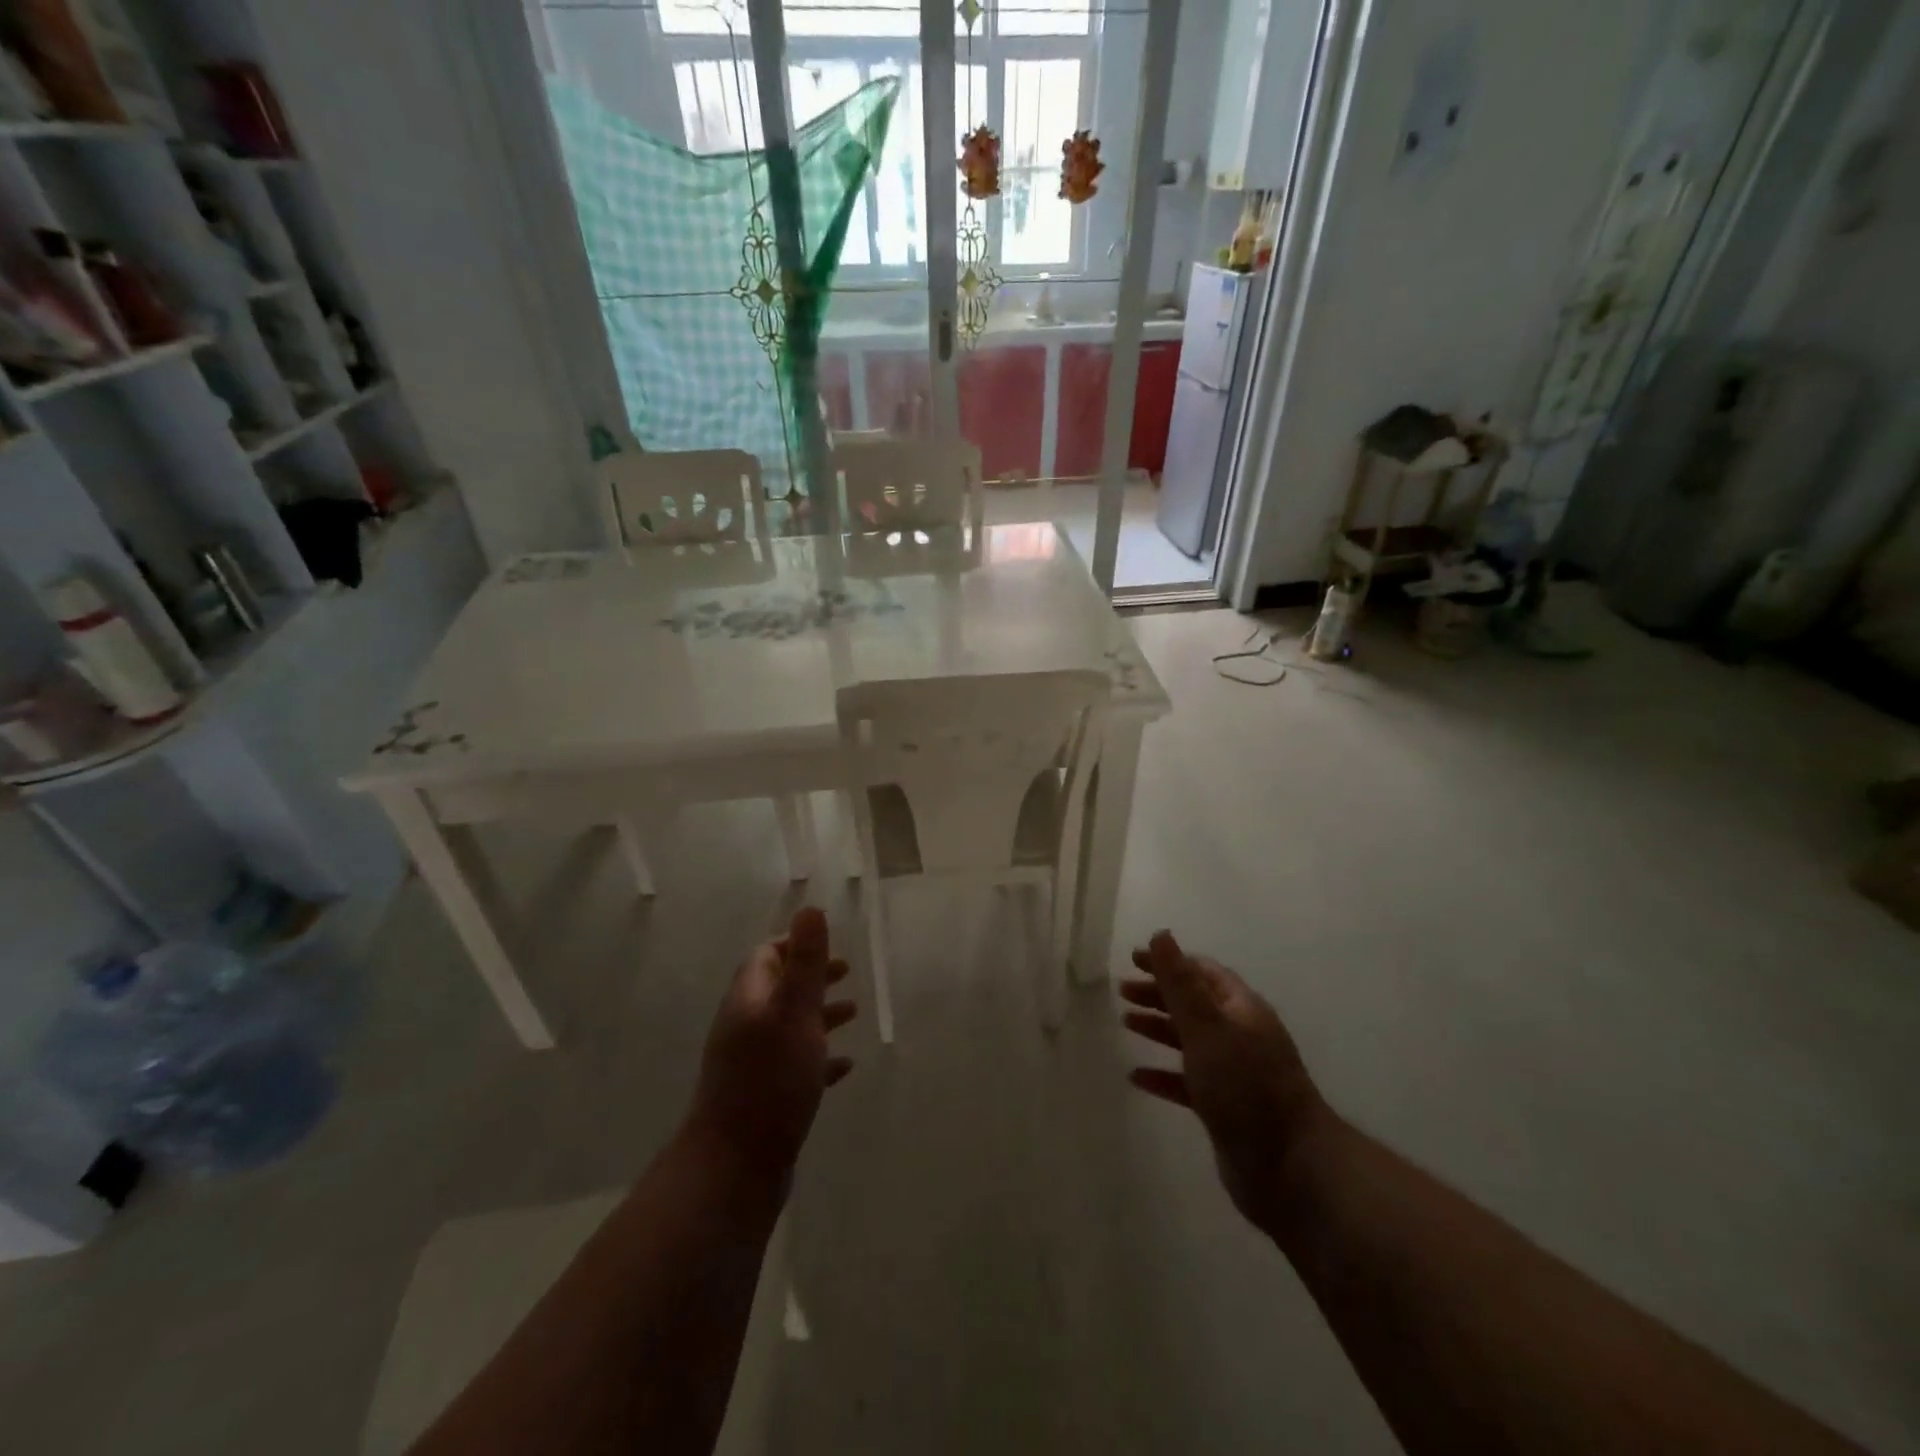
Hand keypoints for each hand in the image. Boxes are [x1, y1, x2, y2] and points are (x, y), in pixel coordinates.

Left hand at [686, 907, 855, 1183]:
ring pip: (789, 1027)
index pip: (766, 957)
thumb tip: (809, 908)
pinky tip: (844, 1067)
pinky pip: (795, 1065)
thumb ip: (805, 962)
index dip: (795, 945)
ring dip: (819, 1015)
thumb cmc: (770, 1080)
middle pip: (779, 990)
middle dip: (813, 978)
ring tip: (854, 1015)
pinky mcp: (764, 1098)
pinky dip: (819, 1057)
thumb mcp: (794, 1013)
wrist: (735, 1167)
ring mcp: (751, 1065)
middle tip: (847, 974)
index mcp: (749, 1000)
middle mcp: (745, 1027)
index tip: (827, 945)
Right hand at [1122, 930, 1327, 1230]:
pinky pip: (1187, 1082)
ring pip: (1190, 1041)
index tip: (1134, 959)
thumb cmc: (1246, 1086)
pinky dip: (1163, 1074)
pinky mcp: (1225, 1108)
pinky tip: (1137, 1077)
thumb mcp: (1207, 1026)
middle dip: (1159, 993)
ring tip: (1126, 1022)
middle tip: (1122, 990)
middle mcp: (1240, 1035)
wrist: (1290, 1168)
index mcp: (1241, 1009)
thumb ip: (1180, 982)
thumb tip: (1161, 934)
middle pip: (1194, 1004)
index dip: (1169, 962)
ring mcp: (1234, 1073)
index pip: (1202, 972)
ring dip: (1159, 1028)